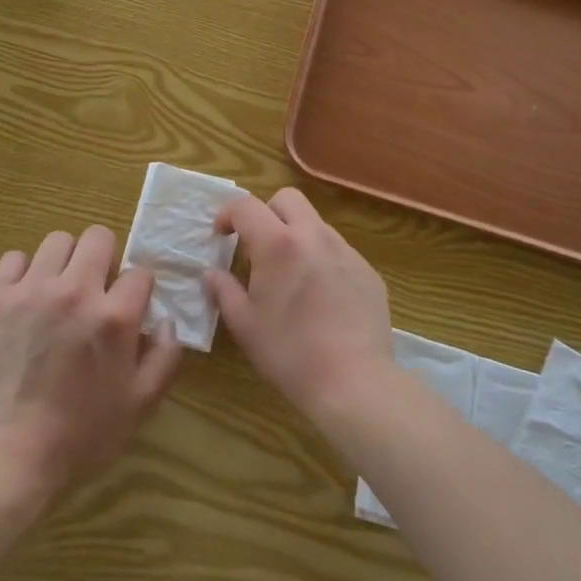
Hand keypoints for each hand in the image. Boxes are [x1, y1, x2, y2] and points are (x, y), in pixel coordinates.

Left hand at [0, 225, 180, 504]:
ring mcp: (32, 290)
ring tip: (60, 290)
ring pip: (57, 240)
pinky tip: (26, 298)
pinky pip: (14, 258)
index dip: (138, 290)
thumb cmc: (78, 438)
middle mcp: (76, 291)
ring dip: (65, 260)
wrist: (4, 456)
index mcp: (115, 316)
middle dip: (104, 258)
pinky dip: (24, 272)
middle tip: (96, 290)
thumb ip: (164, 359)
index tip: (130, 309)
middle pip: (98, 237)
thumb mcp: (138, 407)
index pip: (139, 272)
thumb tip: (168, 323)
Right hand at [207, 188, 392, 429]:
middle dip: (266, 213)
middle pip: (287, 199)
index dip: (228, 214)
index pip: (246, 206)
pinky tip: (321, 299)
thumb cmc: (289, 352)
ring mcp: (346, 251)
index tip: (221, 236)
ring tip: (290, 277)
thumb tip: (212, 274)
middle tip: (257, 247)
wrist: (354, 381)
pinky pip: (338, 252)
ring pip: (315, 224)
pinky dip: (322, 260)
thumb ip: (224, 291)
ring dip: (296, 237)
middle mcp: (314, 236)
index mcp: (278, 244)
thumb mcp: (245, 325)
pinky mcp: (368, 271)